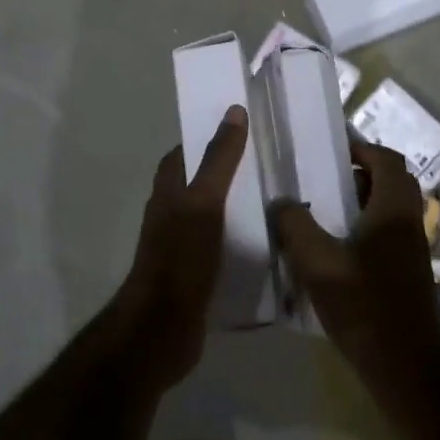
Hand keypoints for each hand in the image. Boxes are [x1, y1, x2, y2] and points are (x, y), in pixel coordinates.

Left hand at [114, 105, 249, 387]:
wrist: (162, 328)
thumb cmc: (180, 257)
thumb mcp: (204, 202)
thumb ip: (219, 159)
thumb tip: (233, 111)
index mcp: (168, 190)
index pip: (185, 152)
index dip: (209, 137)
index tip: (245, 129)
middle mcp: (171, 213)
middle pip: (200, 182)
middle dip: (229, 172)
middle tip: (269, 163)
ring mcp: (182, 245)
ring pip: (212, 215)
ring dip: (237, 207)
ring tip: (277, 200)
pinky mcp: (196, 273)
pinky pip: (220, 247)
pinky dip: (239, 240)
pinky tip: (268, 244)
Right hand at [270, 137, 439, 389]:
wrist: (406, 369)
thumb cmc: (364, 307)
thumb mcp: (318, 264)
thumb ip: (295, 226)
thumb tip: (281, 201)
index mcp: (394, 210)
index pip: (388, 159)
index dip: (362, 148)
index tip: (332, 153)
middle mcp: (410, 222)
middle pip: (393, 180)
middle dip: (361, 173)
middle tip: (327, 180)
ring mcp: (413, 249)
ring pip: (392, 208)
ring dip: (364, 202)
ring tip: (326, 213)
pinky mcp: (410, 273)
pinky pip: (391, 232)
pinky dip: (368, 227)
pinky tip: (338, 250)